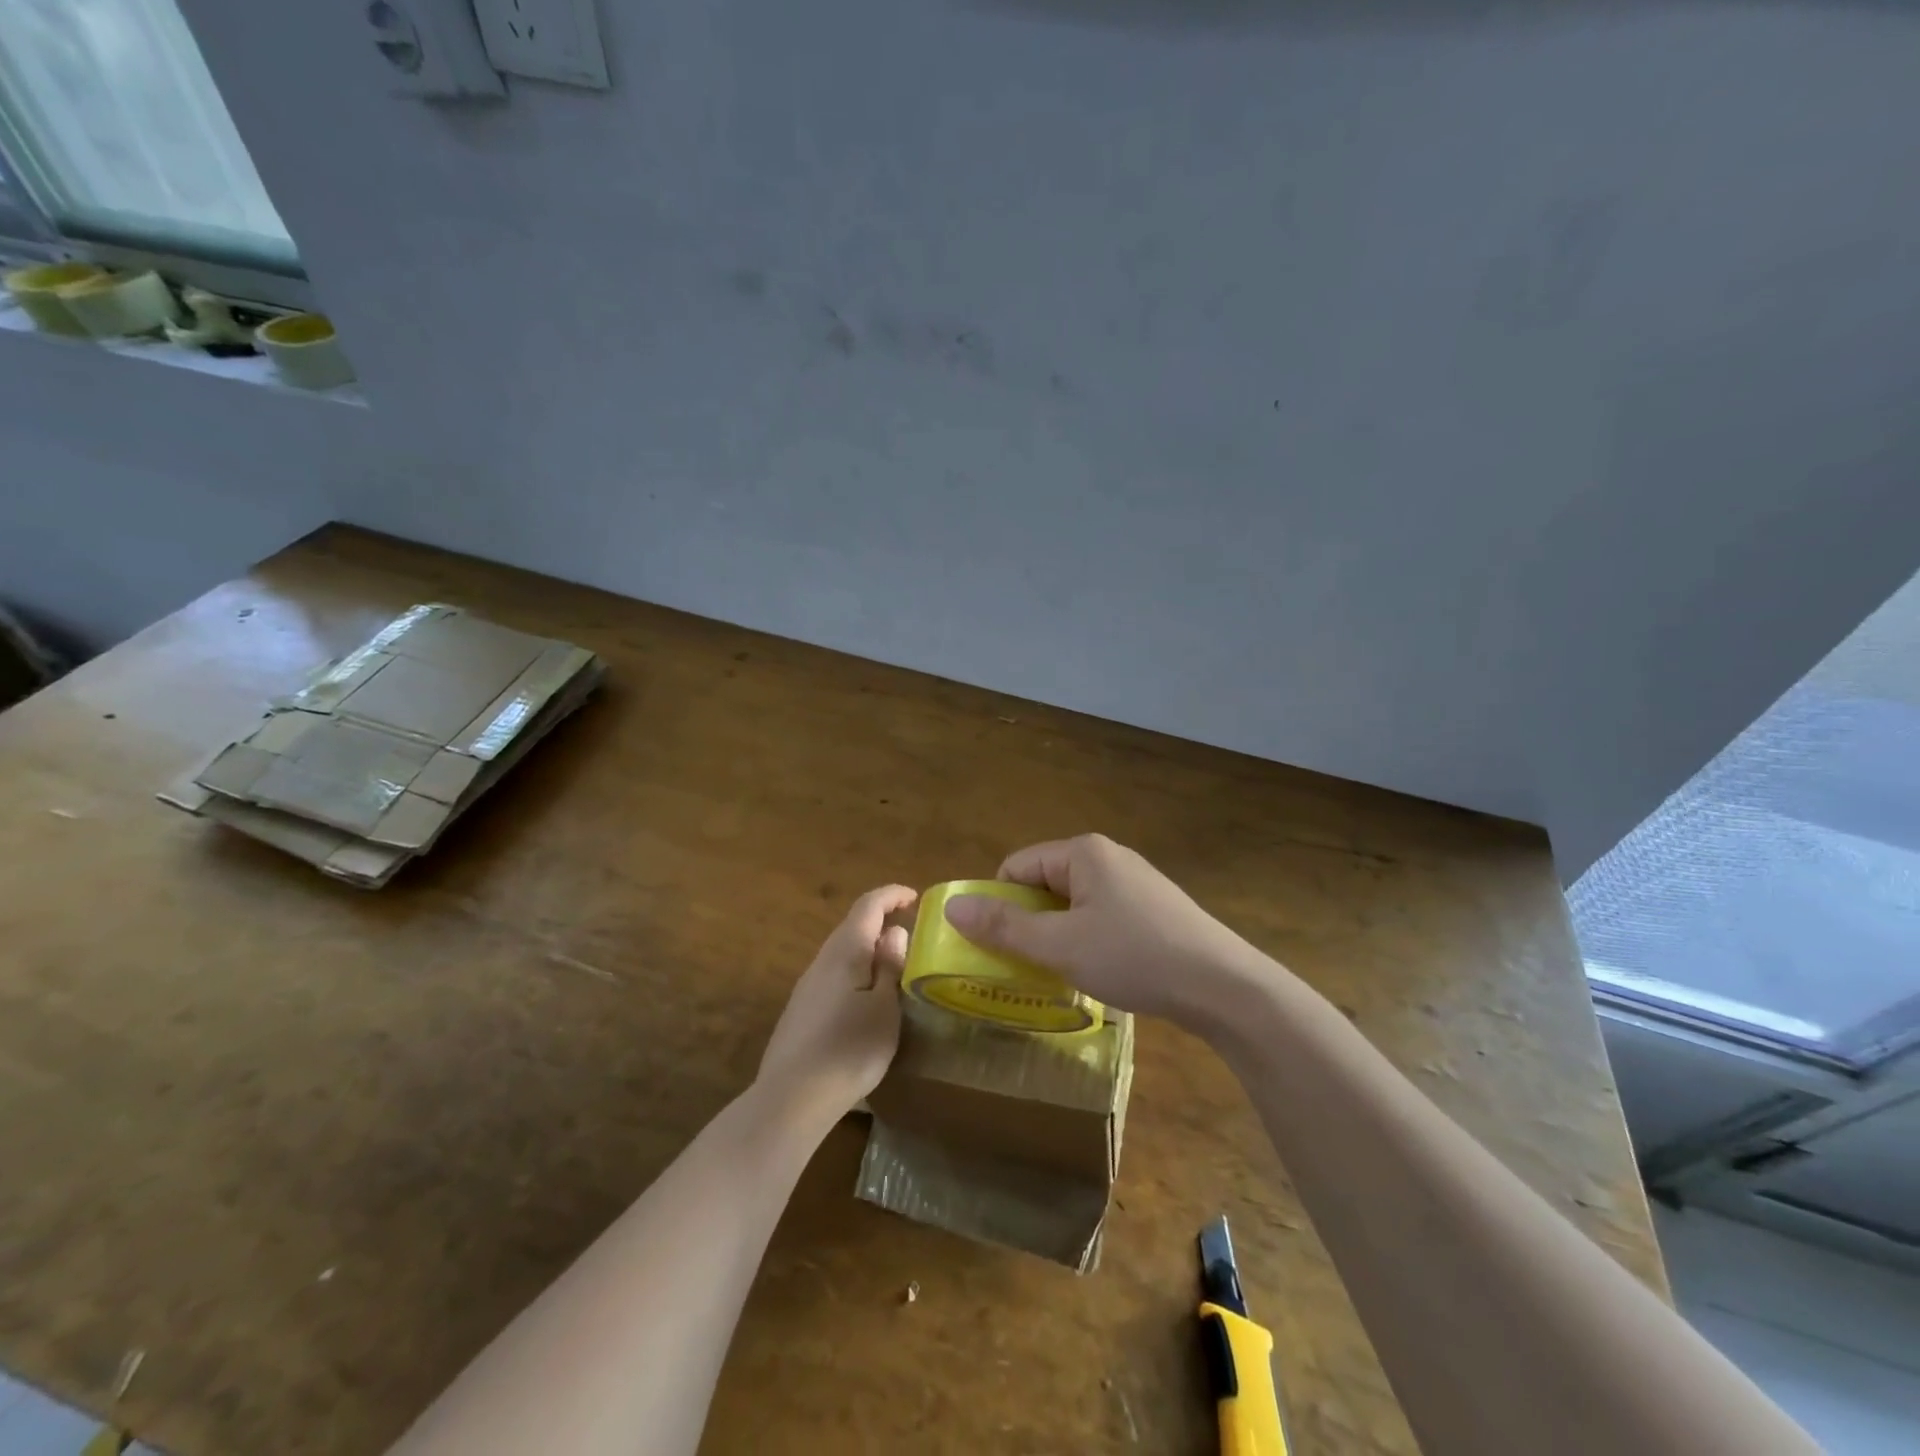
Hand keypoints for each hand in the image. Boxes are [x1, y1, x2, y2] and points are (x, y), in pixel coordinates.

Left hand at [756, 885, 916, 1120]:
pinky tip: (866, 999)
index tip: (914, 898)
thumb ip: (890, 967)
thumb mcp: (884, 1008)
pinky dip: (855, 972)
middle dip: (881, 921)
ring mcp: (807, 986)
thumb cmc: (849, 1048)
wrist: (792, 1098)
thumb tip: (894, 932)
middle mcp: (822, 960)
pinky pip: (834, 976)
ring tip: (894, 966)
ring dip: (868, 949)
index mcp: (845, 951)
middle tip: (911, 933)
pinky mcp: (801, 1011)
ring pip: (842, 953)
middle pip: (852, 926)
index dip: (891, 895)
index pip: (868, 906)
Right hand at [943, 834, 1278, 1033]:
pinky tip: (1102, 970)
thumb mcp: (1060, 946)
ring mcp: (1134, 881)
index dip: (999, 906)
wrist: (1223, 986)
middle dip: (1030, 923)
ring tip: (1065, 973)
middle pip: (1044, 883)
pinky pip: (1101, 915)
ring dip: (1058, 935)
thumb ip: (1004, 927)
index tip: (999, 948)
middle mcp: (1108, 857)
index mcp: (1083, 852)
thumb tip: (952, 907)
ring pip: (1073, 903)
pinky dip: (1088, 939)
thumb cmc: (1134, 956)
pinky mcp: (1153, 907)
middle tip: (1028, 966)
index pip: (1016, 868)